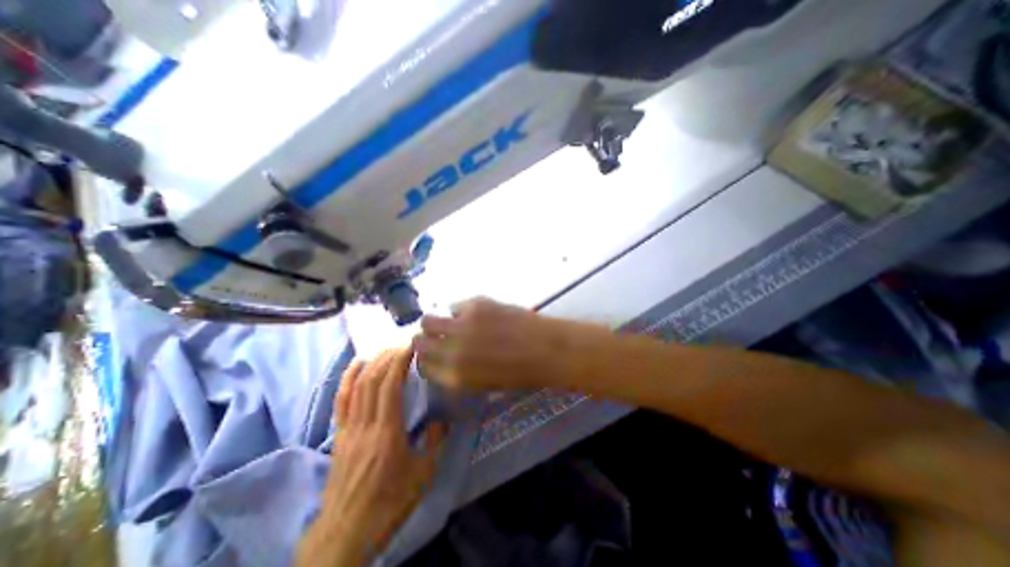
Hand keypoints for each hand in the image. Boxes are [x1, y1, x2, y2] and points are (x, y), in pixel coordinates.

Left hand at [297, 347, 445, 564]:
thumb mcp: (423, 475)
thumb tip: (439, 419)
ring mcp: (349, 428)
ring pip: (357, 386)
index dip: (399, 361)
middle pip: (373, 380)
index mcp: (387, 433)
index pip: (390, 386)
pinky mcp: (340, 434)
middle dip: (388, 356)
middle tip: (404, 344)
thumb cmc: (389, 502)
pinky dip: (348, 378)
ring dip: (372, 362)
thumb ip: (434, 442)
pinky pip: (341, 400)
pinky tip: (356, 364)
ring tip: (386, 348)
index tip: (411, 346)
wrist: (346, 531)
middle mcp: (366, 425)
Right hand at [413, 299, 566, 390]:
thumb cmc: (519, 373)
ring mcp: (462, 325)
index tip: (432, 352)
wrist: (546, 349)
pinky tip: (477, 314)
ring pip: (428, 319)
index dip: (425, 358)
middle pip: (419, 341)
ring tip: (453, 323)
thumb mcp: (483, 384)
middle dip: (426, 339)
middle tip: (440, 336)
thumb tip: (443, 359)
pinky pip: (455, 305)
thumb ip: (458, 373)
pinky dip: (461, 311)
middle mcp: (451, 351)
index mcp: (454, 376)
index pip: (422, 365)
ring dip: (436, 322)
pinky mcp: (475, 305)